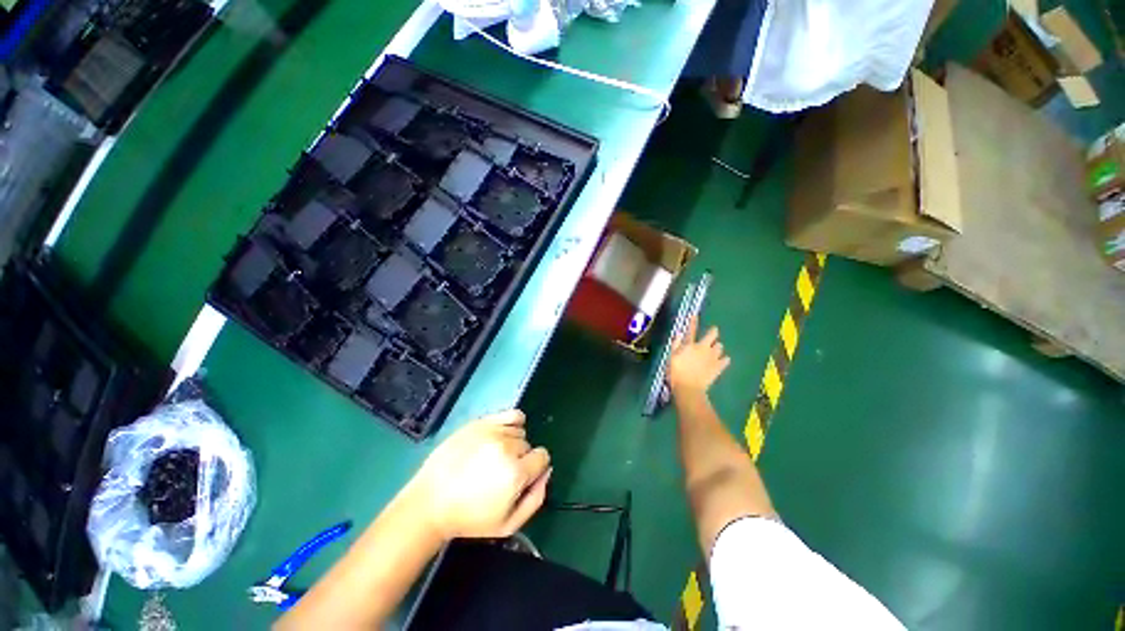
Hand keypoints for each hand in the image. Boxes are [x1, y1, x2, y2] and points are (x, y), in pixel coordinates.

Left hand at [407, 410, 551, 540]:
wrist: (430, 502)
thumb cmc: (470, 518)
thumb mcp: (508, 523)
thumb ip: (536, 498)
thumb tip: (547, 471)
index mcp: (516, 472)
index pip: (543, 457)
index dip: (534, 469)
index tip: (520, 478)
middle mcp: (508, 447)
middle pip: (528, 446)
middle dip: (520, 458)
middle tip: (499, 472)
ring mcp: (493, 432)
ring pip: (518, 432)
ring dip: (512, 443)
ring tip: (493, 457)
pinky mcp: (481, 423)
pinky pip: (510, 414)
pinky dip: (512, 422)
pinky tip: (503, 434)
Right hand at [668, 315, 730, 395]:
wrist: (689, 388)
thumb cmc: (676, 373)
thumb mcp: (671, 358)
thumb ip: (675, 344)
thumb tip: (679, 333)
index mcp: (690, 345)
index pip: (691, 330)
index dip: (693, 322)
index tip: (694, 315)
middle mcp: (703, 348)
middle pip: (713, 335)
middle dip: (713, 333)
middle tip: (711, 335)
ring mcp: (713, 357)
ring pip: (720, 346)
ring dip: (717, 347)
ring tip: (713, 351)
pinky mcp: (719, 367)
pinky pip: (726, 360)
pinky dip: (724, 359)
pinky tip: (721, 361)